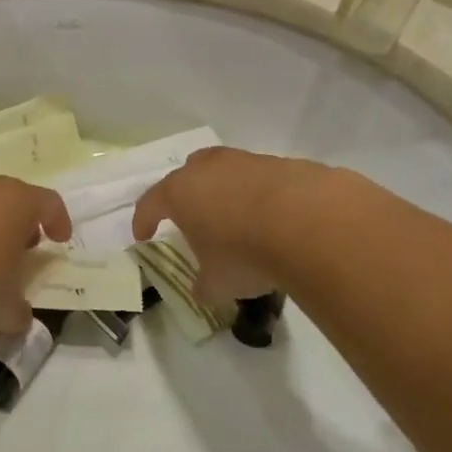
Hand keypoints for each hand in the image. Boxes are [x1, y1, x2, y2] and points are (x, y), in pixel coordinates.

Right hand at [131, 147, 327, 304]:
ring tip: (237, 220)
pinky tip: (273, 220)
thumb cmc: (244, 252)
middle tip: (191, 216)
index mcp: (180, 192)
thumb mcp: (217, 283)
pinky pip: (261, 179)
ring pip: (226, 172)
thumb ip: (204, 285)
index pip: (150, 203)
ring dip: (226, 193)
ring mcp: (246, 162)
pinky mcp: (281, 164)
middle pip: (188, 173)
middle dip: (186, 194)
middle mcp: (208, 169)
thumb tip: (203, 290)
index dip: (144, 220)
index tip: (143, 236)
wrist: (308, 221)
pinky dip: (260, 197)